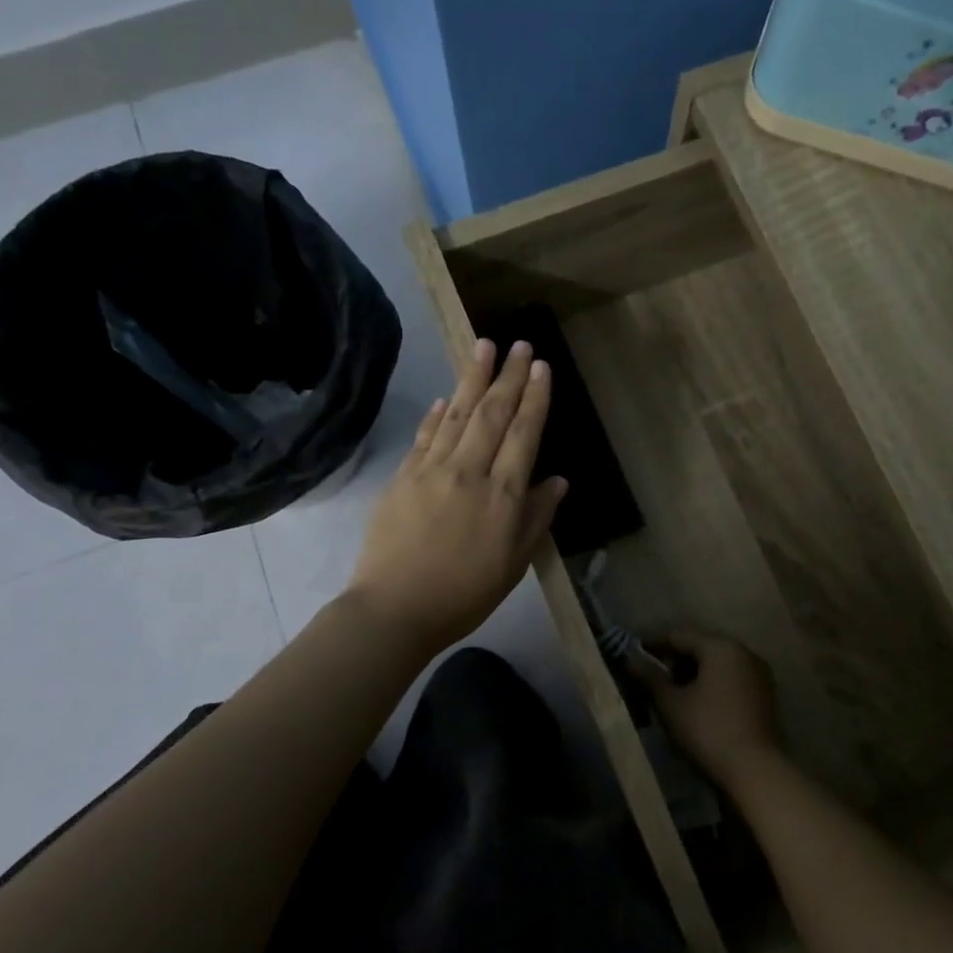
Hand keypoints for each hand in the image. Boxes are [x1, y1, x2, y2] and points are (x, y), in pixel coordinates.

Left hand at [345, 338, 566, 654]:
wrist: (395, 609)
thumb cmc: (464, 595)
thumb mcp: (513, 565)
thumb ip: (536, 519)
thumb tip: (557, 480)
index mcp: (502, 496)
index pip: (523, 435)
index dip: (534, 398)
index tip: (540, 367)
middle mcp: (469, 472)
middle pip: (492, 415)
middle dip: (508, 376)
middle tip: (519, 343)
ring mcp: (431, 471)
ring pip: (457, 415)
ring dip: (472, 378)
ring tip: (483, 346)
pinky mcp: (402, 477)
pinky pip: (425, 436)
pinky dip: (438, 414)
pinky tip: (446, 396)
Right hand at [633, 629, 781, 785]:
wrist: (755, 769)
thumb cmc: (707, 729)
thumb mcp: (671, 703)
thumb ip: (649, 676)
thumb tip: (629, 658)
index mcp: (720, 646)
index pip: (679, 634)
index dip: (653, 642)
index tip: (632, 652)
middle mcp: (743, 651)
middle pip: (700, 645)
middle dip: (673, 657)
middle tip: (649, 672)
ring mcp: (758, 672)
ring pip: (717, 662)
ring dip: (692, 670)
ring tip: (669, 689)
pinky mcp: (764, 693)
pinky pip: (731, 676)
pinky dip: (711, 682)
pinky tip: (695, 700)